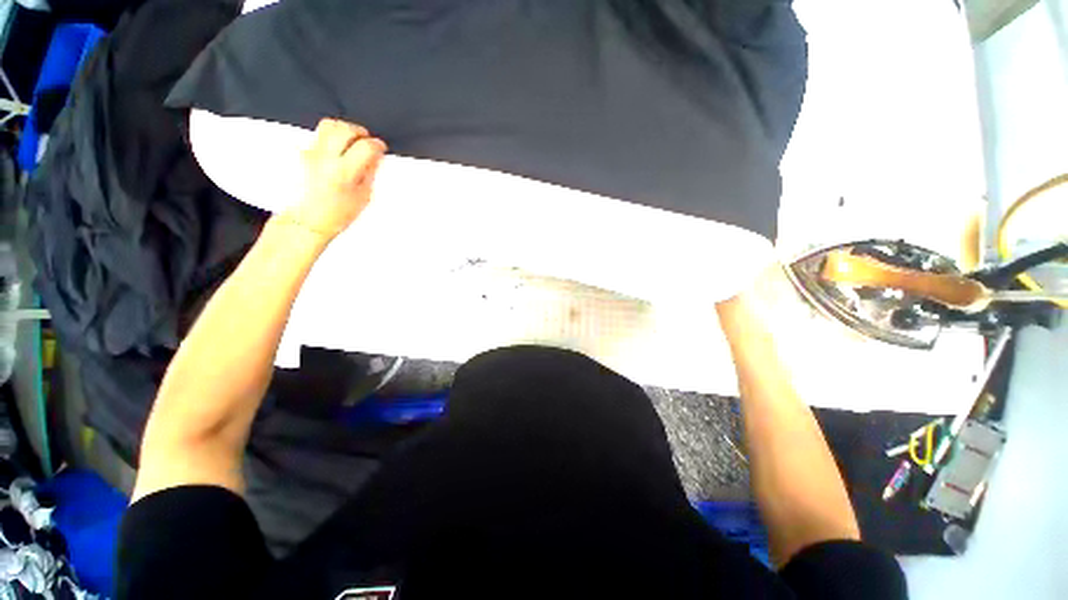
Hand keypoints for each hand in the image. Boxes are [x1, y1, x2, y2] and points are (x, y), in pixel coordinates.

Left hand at [282, 118, 386, 239]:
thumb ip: (369, 172)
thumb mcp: (363, 197)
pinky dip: (332, 139)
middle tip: (366, 141)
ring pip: (329, 126)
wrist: (305, 220)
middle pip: (344, 129)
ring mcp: (311, 153)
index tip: (381, 148)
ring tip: (351, 142)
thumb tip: (376, 156)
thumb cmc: (337, 214)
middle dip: (360, 132)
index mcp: (344, 172)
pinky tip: (337, 152)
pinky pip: (320, 136)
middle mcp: (325, 158)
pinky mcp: (302, 152)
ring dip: (344, 130)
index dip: (377, 145)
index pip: (366, 147)